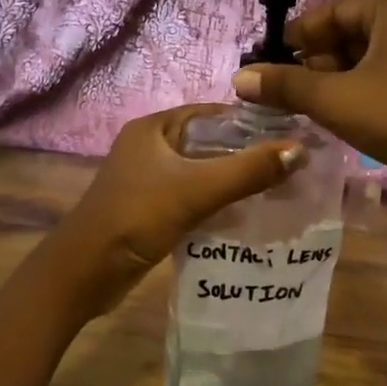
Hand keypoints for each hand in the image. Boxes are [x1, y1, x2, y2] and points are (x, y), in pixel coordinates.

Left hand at [52, 105, 304, 313]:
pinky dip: (217, 203)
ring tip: (278, 191)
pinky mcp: (150, 209)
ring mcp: (148, 179)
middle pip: (209, 143)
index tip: (291, 136)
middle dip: (247, 155)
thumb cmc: (137, 218)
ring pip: (202, 172)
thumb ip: (248, 171)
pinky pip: (193, 197)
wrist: (85, 272)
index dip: (251, 122)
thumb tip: (300, 151)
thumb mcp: (196, 190)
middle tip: (291, 168)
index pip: (213, 113)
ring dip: (234, 181)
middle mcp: (150, 147)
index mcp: (155, 128)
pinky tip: (246, 216)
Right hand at [231, 0, 386, 213]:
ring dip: (332, 79)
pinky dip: (356, 90)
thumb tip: (240, 78)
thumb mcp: (335, 100)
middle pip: (347, 33)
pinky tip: (337, 114)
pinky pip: (382, 76)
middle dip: (312, 61)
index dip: (295, 35)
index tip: (266, 62)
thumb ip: (286, 86)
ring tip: (302, 105)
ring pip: (364, 58)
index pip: (330, 11)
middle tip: (281, 88)